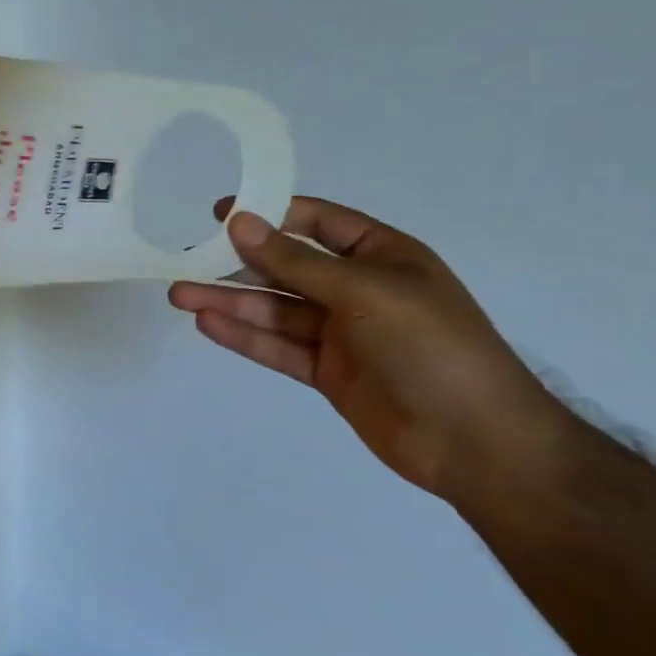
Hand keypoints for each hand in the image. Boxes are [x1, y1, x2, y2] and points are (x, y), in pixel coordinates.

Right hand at [168, 196, 571, 501]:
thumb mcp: (365, 291)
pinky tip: (208, 324)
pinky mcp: (327, 372)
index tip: (220, 214)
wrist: (475, 441)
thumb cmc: (431, 347)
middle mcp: (358, 290)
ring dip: (229, 302)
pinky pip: (278, 347)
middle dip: (237, 265)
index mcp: (382, 256)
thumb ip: (296, 262)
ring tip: (180, 295)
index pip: (318, 223)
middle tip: (185, 260)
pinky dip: (244, 336)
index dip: (270, 214)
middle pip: (286, 269)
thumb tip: (241, 223)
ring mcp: (341, 334)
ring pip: (275, 310)